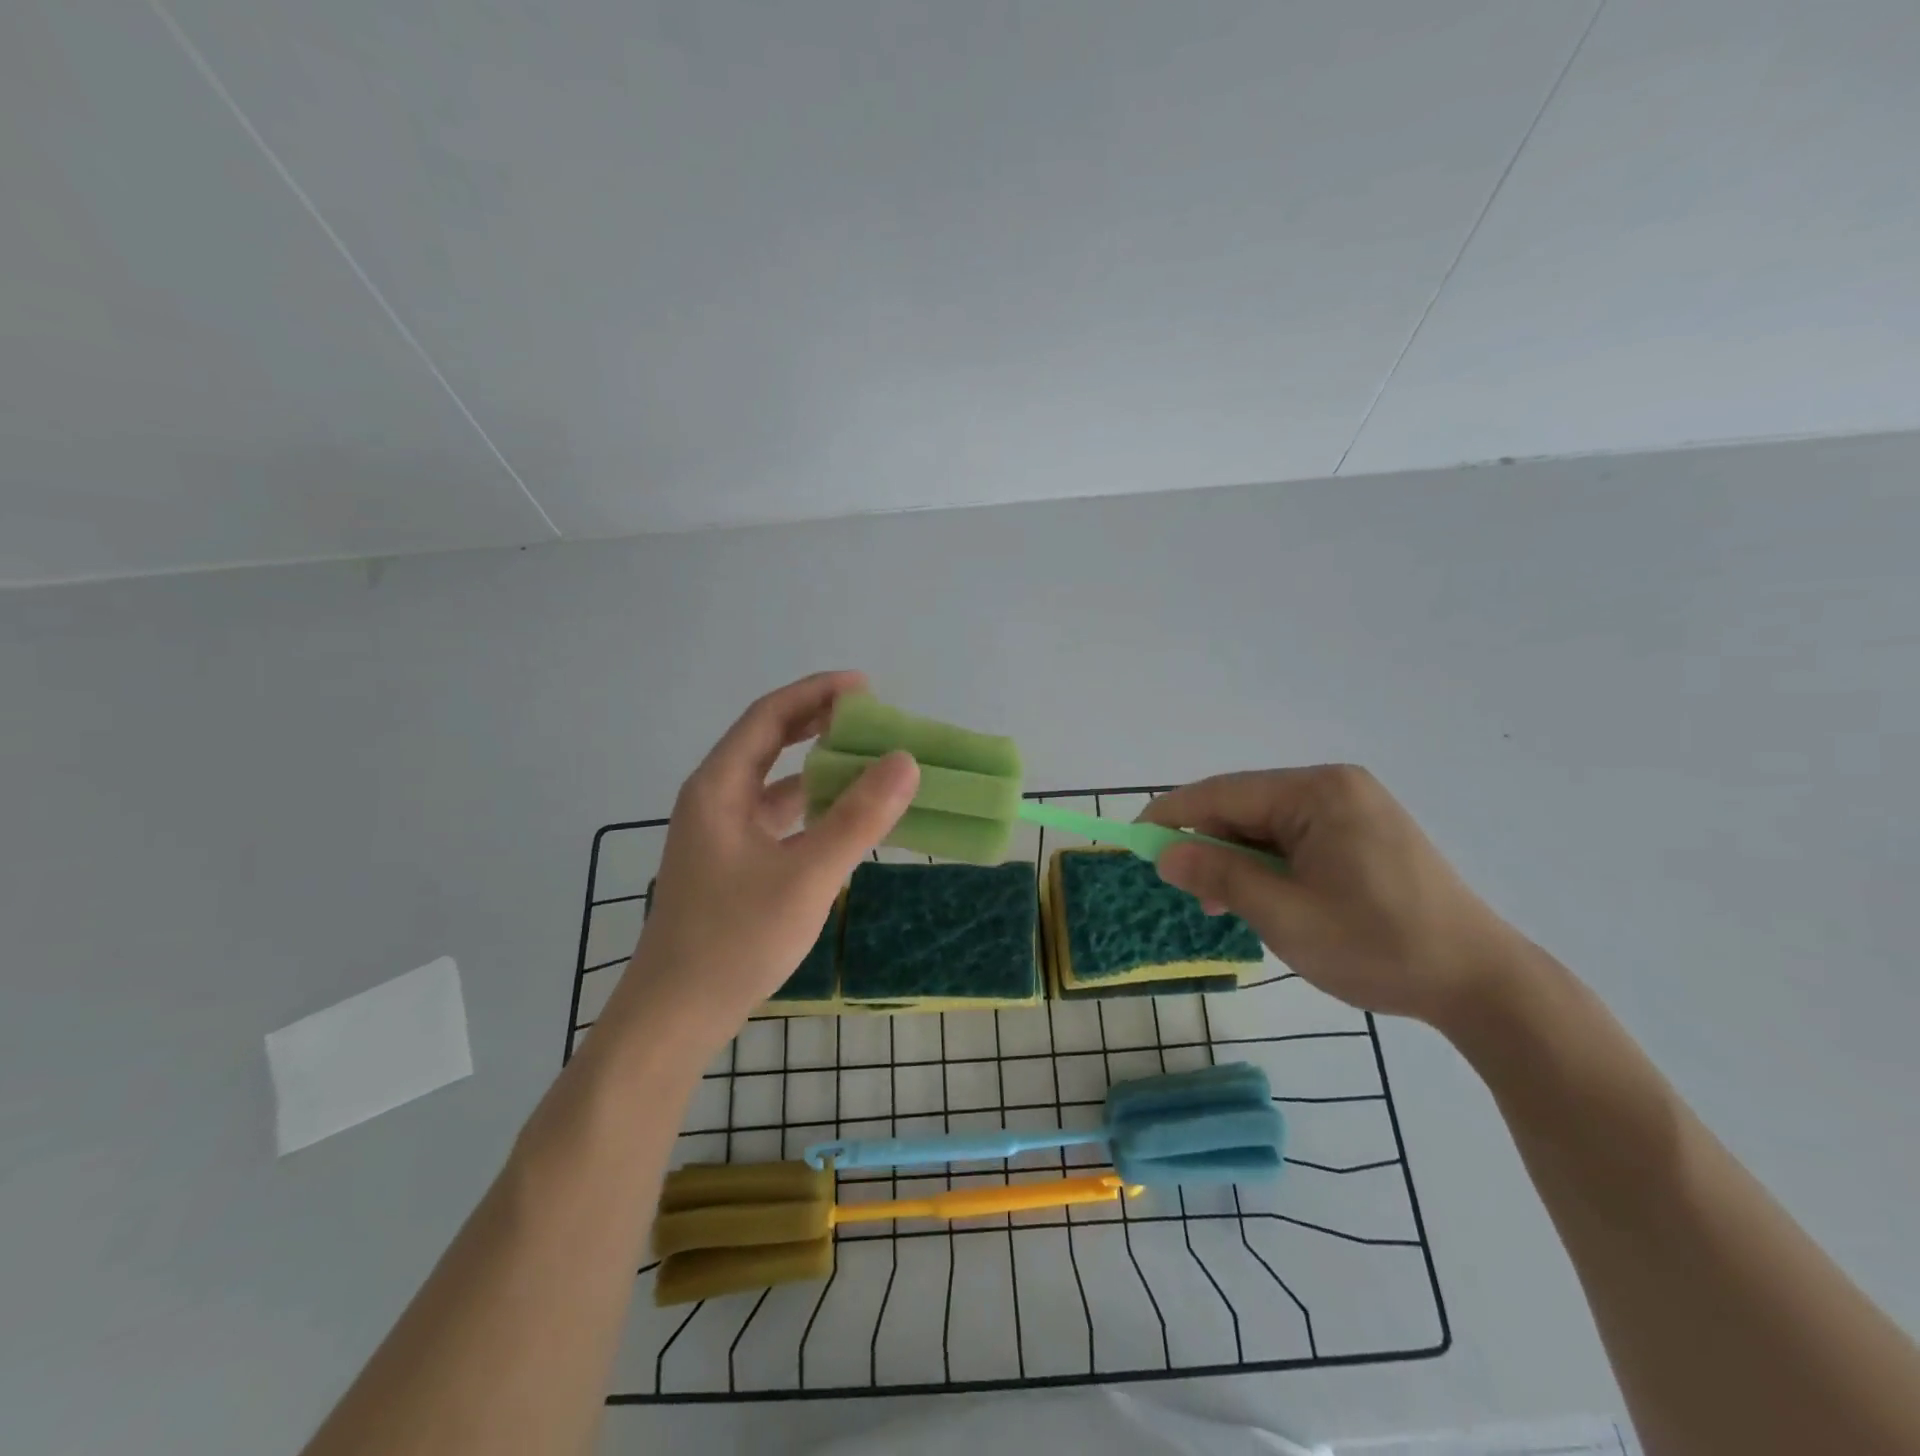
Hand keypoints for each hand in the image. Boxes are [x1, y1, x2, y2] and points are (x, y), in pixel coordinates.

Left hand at [614, 672, 917, 1049]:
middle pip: (769, 741)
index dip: (817, 692)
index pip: (770, 716)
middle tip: (872, 715)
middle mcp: (715, 798)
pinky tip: (844, 815)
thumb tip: (905, 762)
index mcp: (719, 787)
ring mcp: (721, 832)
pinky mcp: (732, 861)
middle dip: (819, 721)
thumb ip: (857, 819)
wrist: (676, 1015)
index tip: (866, 686)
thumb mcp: (806, 877)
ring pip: (774, 780)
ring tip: (868, 758)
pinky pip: (778, 815)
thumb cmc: (734, 940)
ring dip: (818, 764)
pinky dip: (812, 805)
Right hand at [1141, 767, 1522, 1027]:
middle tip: (1186, 891)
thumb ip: (1220, 878)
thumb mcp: (1285, 916)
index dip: (1172, 815)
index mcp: (1319, 793)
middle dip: (1209, 845)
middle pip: (1245, 806)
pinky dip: (1268, 865)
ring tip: (1224, 907)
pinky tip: (1262, 898)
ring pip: (1267, 825)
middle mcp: (1335, 787)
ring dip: (1238, 860)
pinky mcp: (1364, 833)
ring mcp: (1353, 808)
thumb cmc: (1378, 946)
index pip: (1224, 793)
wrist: (1481, 983)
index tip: (1134, 839)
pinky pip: (1295, 838)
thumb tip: (1165, 854)